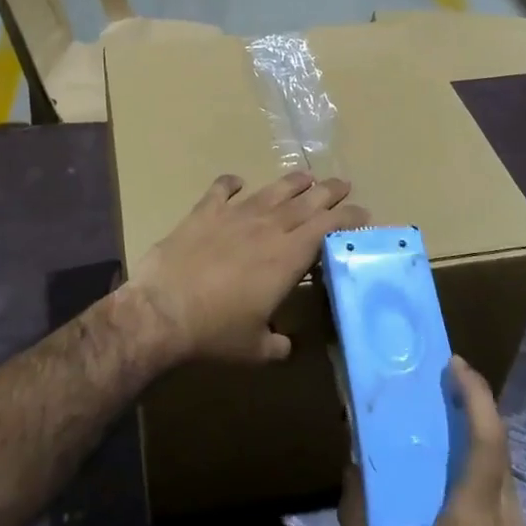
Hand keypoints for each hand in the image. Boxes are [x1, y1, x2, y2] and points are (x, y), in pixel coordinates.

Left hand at [128, 171, 366, 363]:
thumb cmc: (216, 332)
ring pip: (271, 192)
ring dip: (292, 183)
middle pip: (306, 202)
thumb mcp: (256, 348)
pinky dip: (230, 183)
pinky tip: (237, 180)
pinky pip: (221, 190)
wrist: (163, 310)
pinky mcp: (203, 213)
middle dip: (329, 192)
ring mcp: (234, 215)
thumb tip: (287, 346)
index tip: (363, 213)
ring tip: (306, 177)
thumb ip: (278, 345)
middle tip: (343, 184)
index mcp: (288, 257)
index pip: (328, 228)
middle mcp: (267, 228)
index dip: (348, 218)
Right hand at [341, 357, 525, 525]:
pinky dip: (476, 456)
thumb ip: (359, 520)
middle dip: (472, 401)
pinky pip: (497, 483)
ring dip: (474, 427)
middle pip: (497, 442)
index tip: (453, 364)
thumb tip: (354, 468)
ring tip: (435, 410)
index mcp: (473, 519)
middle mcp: (504, 516)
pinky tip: (445, 461)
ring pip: (500, 462)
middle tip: (434, 377)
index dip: (476, 396)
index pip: (487, 441)